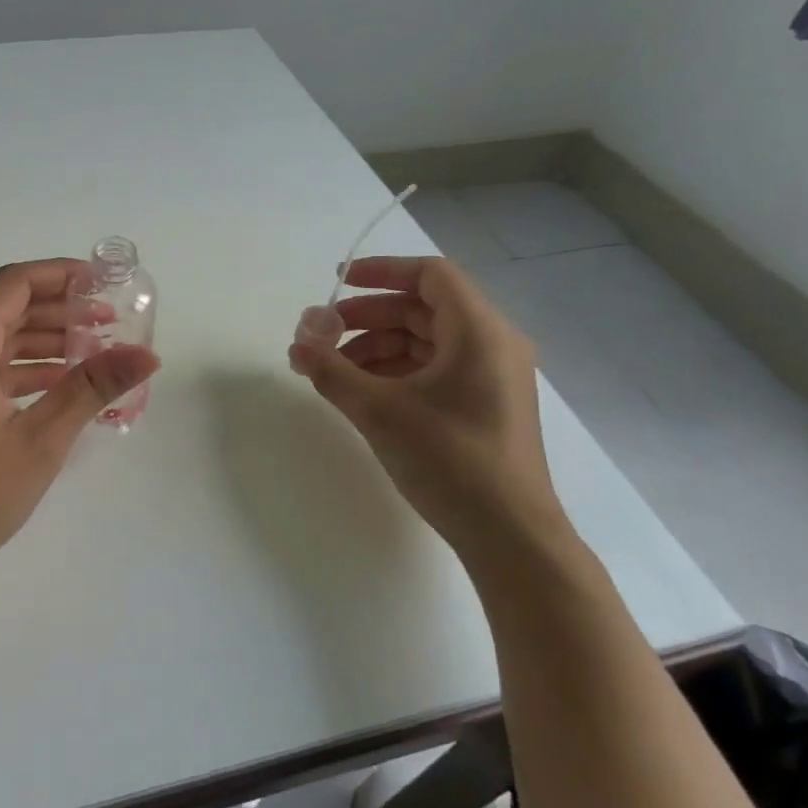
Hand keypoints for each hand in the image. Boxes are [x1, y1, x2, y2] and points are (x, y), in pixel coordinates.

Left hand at [0, 259, 160, 597]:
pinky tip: (57, 386)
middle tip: (110, 323)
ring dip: (41, 342)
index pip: (14, 284)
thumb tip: (147, 355)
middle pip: (4, 309)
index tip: (104, 283)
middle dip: (59, 311)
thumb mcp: (38, 442)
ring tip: (94, 353)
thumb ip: (90, 389)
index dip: (61, 275)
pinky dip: (19, 370)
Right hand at [287, 256, 568, 566]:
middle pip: (424, 308)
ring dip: (377, 346)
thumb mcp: (379, 411)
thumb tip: (297, 345)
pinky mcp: (486, 405)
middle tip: (324, 334)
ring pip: (427, 341)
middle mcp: (492, 344)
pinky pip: (436, 369)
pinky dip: (397, 371)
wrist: (510, 536)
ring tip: (334, 371)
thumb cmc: (449, 460)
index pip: (430, 275)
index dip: (381, 271)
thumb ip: (332, 371)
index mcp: (479, 331)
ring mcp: (492, 376)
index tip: (338, 282)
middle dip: (368, 316)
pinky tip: (362, 392)